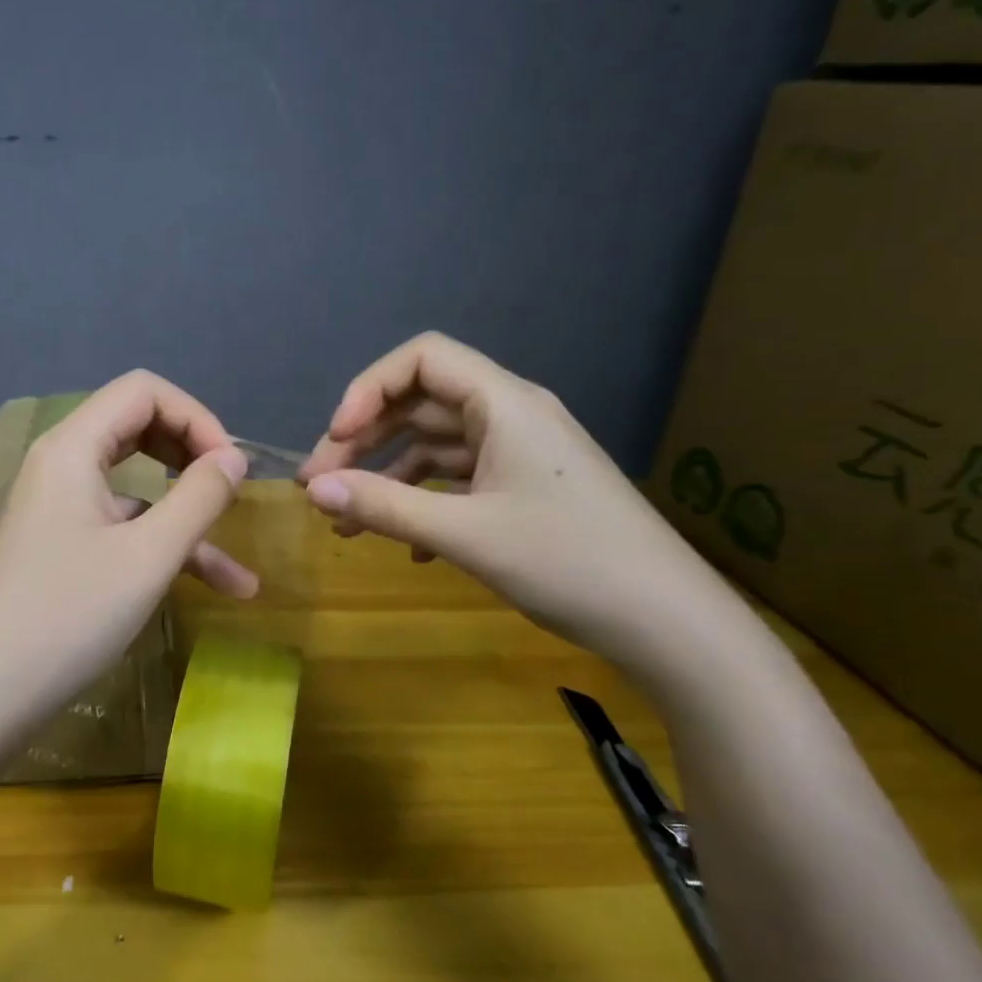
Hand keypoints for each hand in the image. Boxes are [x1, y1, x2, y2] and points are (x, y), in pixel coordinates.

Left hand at [0, 371, 255, 737]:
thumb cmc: (67, 618)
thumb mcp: (148, 557)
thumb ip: (199, 498)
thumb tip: (234, 459)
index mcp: (71, 448)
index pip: (143, 392)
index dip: (197, 417)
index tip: (233, 468)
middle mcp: (59, 465)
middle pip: (137, 428)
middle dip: (192, 455)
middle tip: (231, 489)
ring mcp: (57, 508)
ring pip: (136, 490)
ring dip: (188, 519)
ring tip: (241, 571)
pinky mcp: (60, 546)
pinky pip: (120, 529)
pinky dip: (162, 550)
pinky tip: (211, 590)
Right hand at [297, 332, 736, 667]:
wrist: (668, 621)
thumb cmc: (570, 563)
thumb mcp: (466, 534)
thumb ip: (385, 507)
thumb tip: (313, 490)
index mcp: (504, 404)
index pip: (421, 359)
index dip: (368, 389)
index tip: (336, 439)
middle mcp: (510, 416)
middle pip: (419, 404)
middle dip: (363, 442)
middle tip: (318, 486)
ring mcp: (519, 454)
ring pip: (434, 446)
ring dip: (387, 478)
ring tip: (345, 522)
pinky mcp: (524, 488)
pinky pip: (458, 479)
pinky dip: (423, 501)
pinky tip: (408, 547)